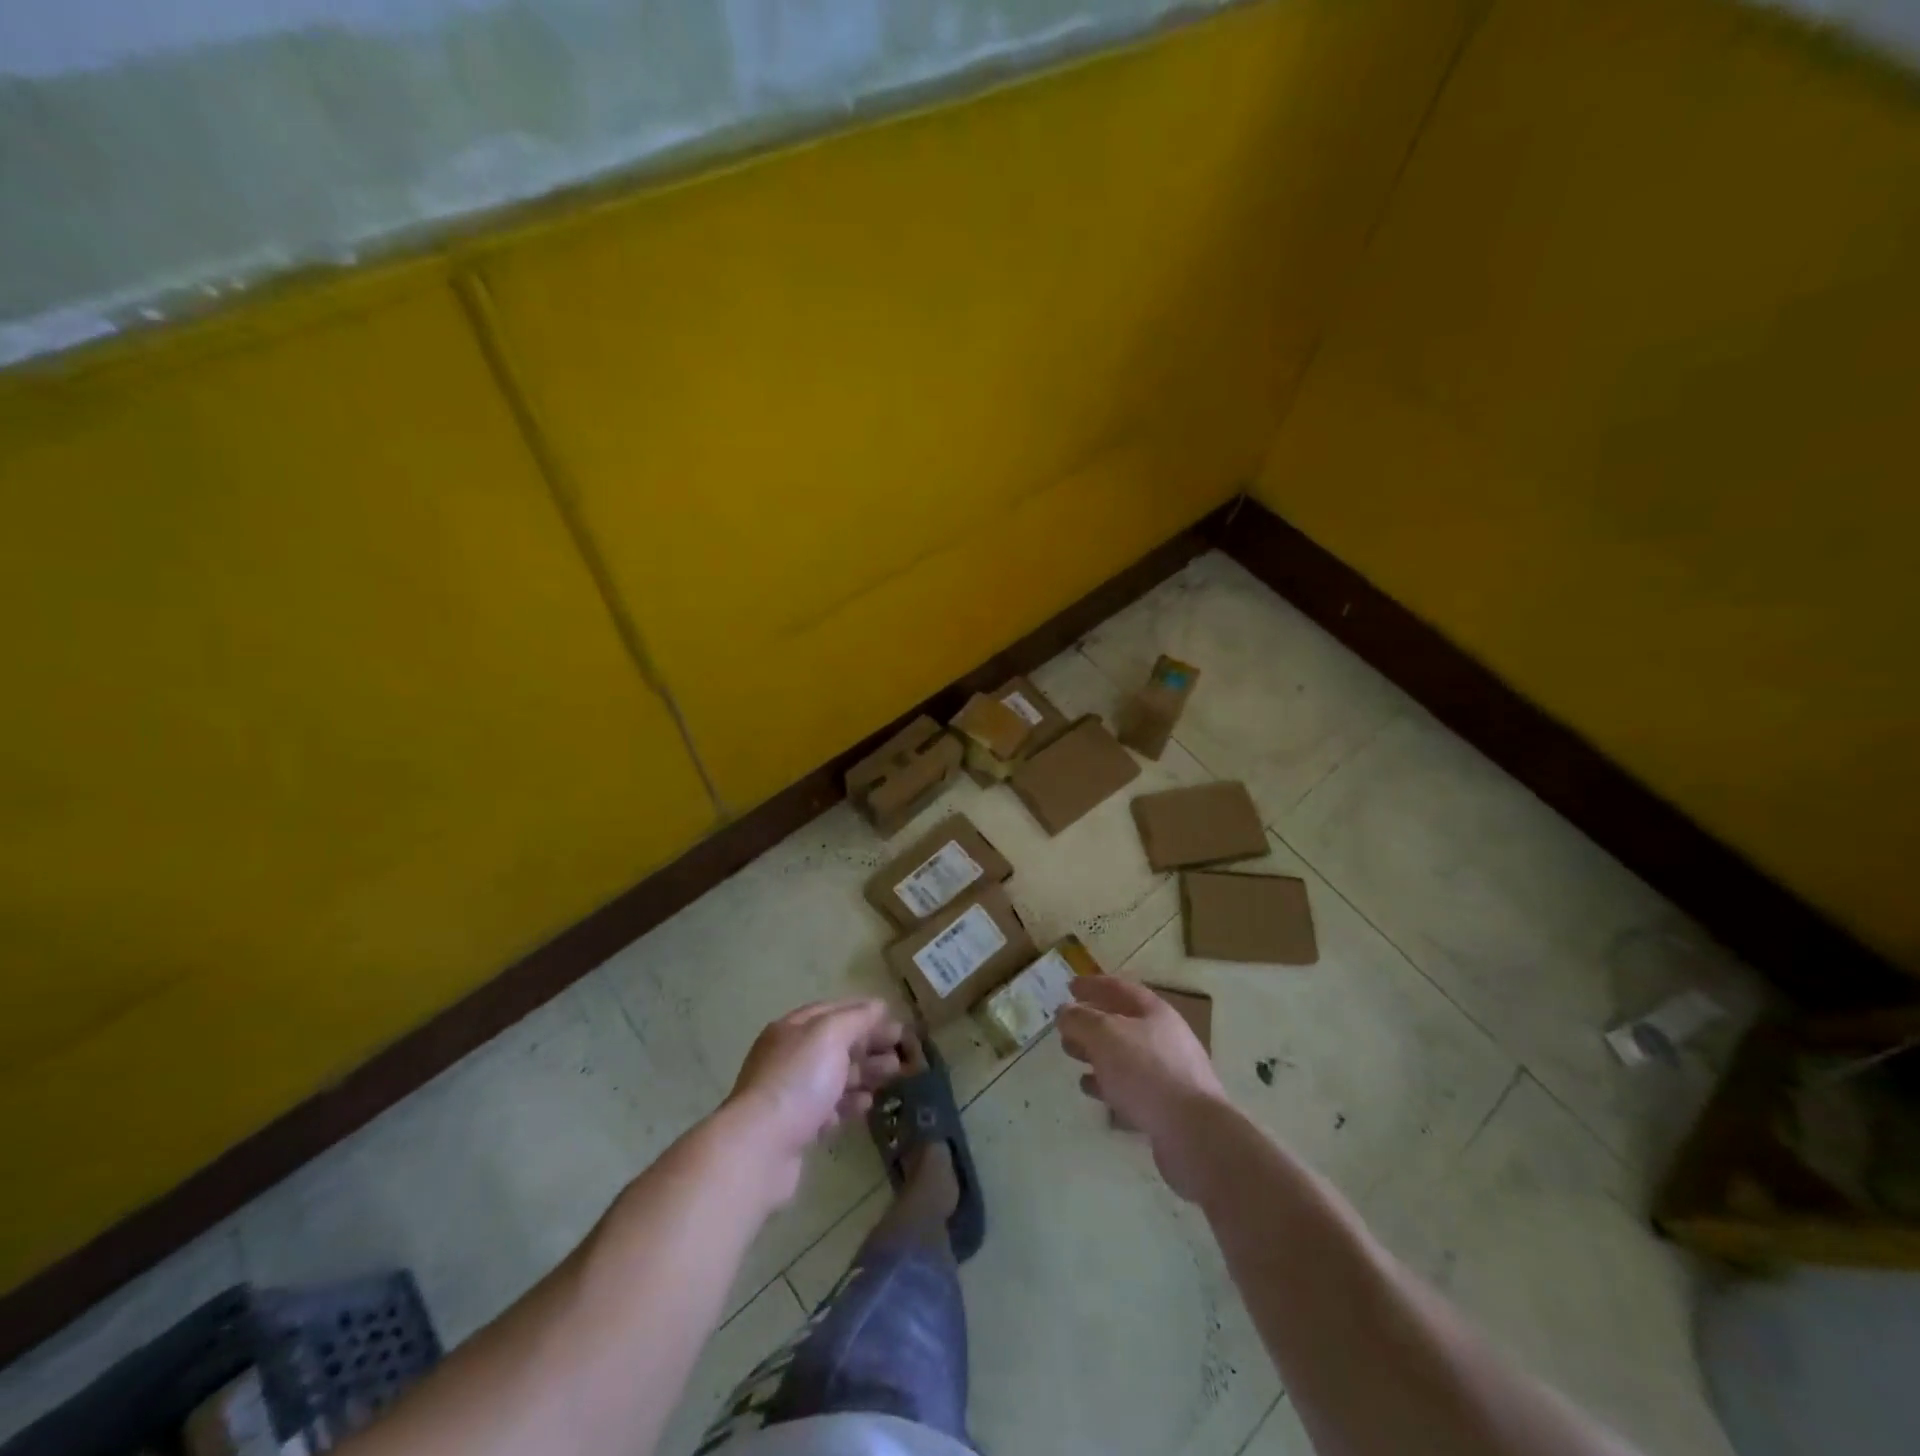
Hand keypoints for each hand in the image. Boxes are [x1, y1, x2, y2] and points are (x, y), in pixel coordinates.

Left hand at [726, 999, 904, 1203]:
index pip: (833, 1010)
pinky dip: (849, 1103)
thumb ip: (856, 1018)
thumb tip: (878, 1005)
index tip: (894, 1021)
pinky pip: (829, 1108)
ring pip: (835, 1076)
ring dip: (865, 1073)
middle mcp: (790, 1056)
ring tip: (893, 1076)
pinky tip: (867, 1104)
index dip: (864, 1012)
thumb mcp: (830, 1035)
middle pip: (836, 1044)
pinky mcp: (796, 1127)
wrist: (760, 1147)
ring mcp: (791, 1093)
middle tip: (901, 1053)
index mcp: (793, 1028)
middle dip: (870, 1044)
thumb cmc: (798, 1081)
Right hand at [1058, 977, 1229, 1200]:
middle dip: (1091, 1022)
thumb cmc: (1147, 1072)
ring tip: (1071, 1056)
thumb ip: (1080, 1020)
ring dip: (1096, 1052)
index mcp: (1154, 1012)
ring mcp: (1168, 1072)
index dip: (1093, 985)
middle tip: (1065, 1027)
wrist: (1194, 1133)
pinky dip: (1108, 1082)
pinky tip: (1091, 1088)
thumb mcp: (1105, 1035)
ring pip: (1124, 1054)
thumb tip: (1065, 1011)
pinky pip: (1130, 1085)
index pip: (1119, 988)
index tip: (1069, 986)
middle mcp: (1164, 1037)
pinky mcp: (1166, 1104)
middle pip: (1122, 1021)